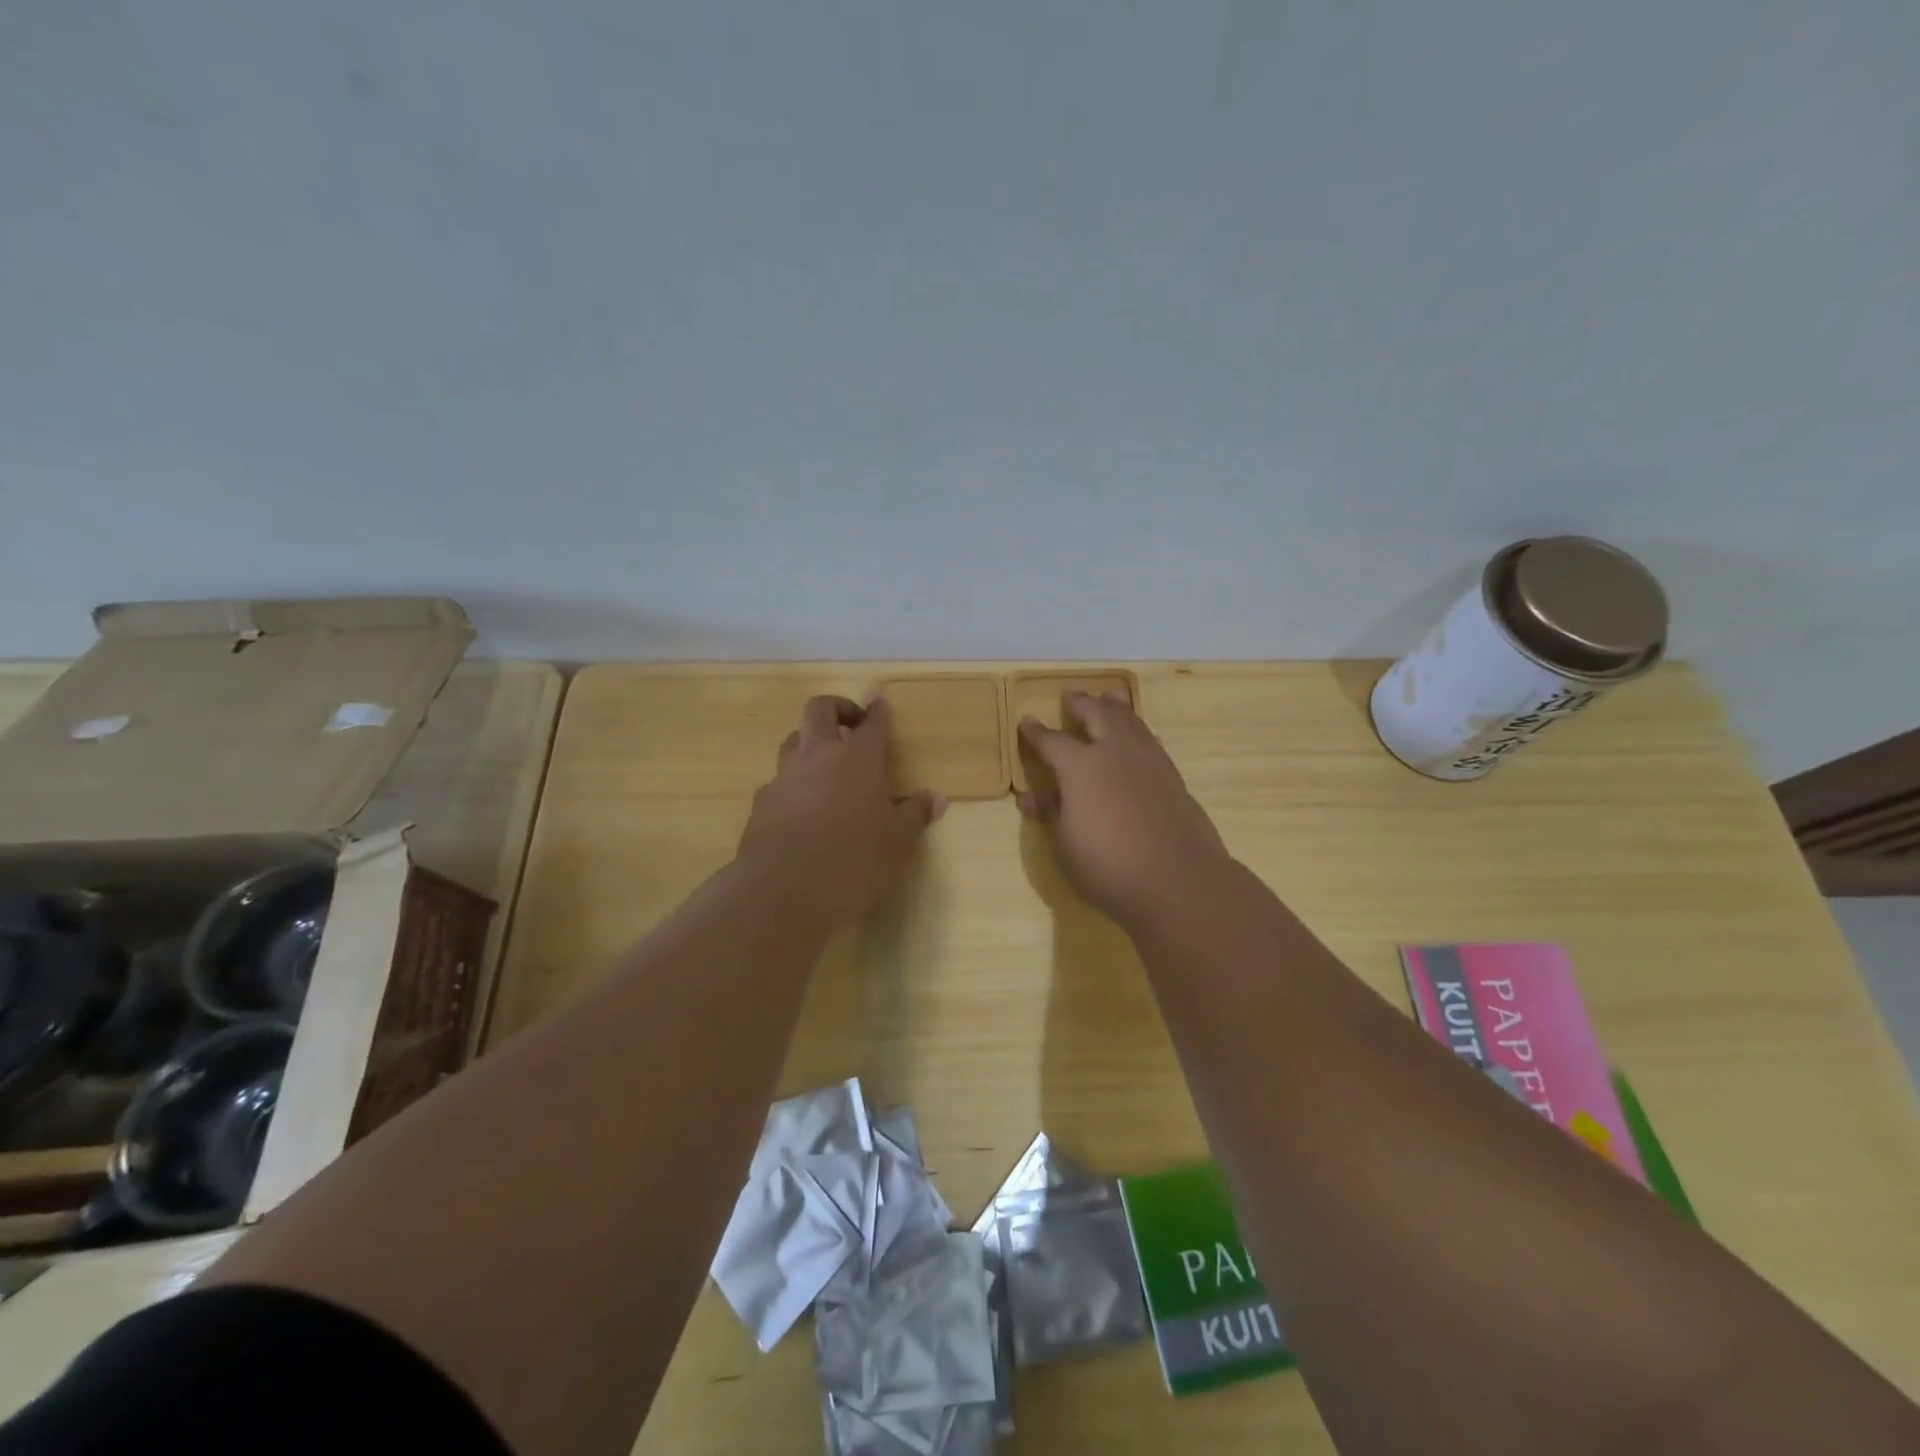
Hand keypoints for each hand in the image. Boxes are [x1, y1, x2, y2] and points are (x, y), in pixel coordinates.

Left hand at [738, 695, 943, 926]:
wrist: (785, 890)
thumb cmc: (855, 860)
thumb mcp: (898, 842)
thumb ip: (916, 814)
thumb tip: (937, 797)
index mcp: (859, 758)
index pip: (872, 722)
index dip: (878, 711)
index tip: (880, 704)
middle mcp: (818, 756)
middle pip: (820, 709)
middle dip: (837, 708)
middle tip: (850, 724)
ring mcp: (784, 777)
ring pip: (792, 740)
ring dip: (809, 743)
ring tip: (825, 765)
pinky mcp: (761, 803)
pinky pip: (777, 781)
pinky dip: (791, 784)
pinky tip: (800, 808)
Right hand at [1017, 691, 1231, 927]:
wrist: (1178, 881)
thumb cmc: (1108, 866)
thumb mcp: (1065, 845)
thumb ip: (1051, 814)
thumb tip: (1030, 797)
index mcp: (1081, 766)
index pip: (1052, 741)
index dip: (1036, 732)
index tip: (1026, 721)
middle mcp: (1115, 752)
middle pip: (1098, 715)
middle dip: (1082, 703)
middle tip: (1072, 694)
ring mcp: (1149, 762)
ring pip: (1131, 721)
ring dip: (1116, 707)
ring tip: (1110, 697)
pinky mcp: (1173, 777)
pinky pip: (1151, 741)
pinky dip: (1139, 730)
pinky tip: (1139, 736)